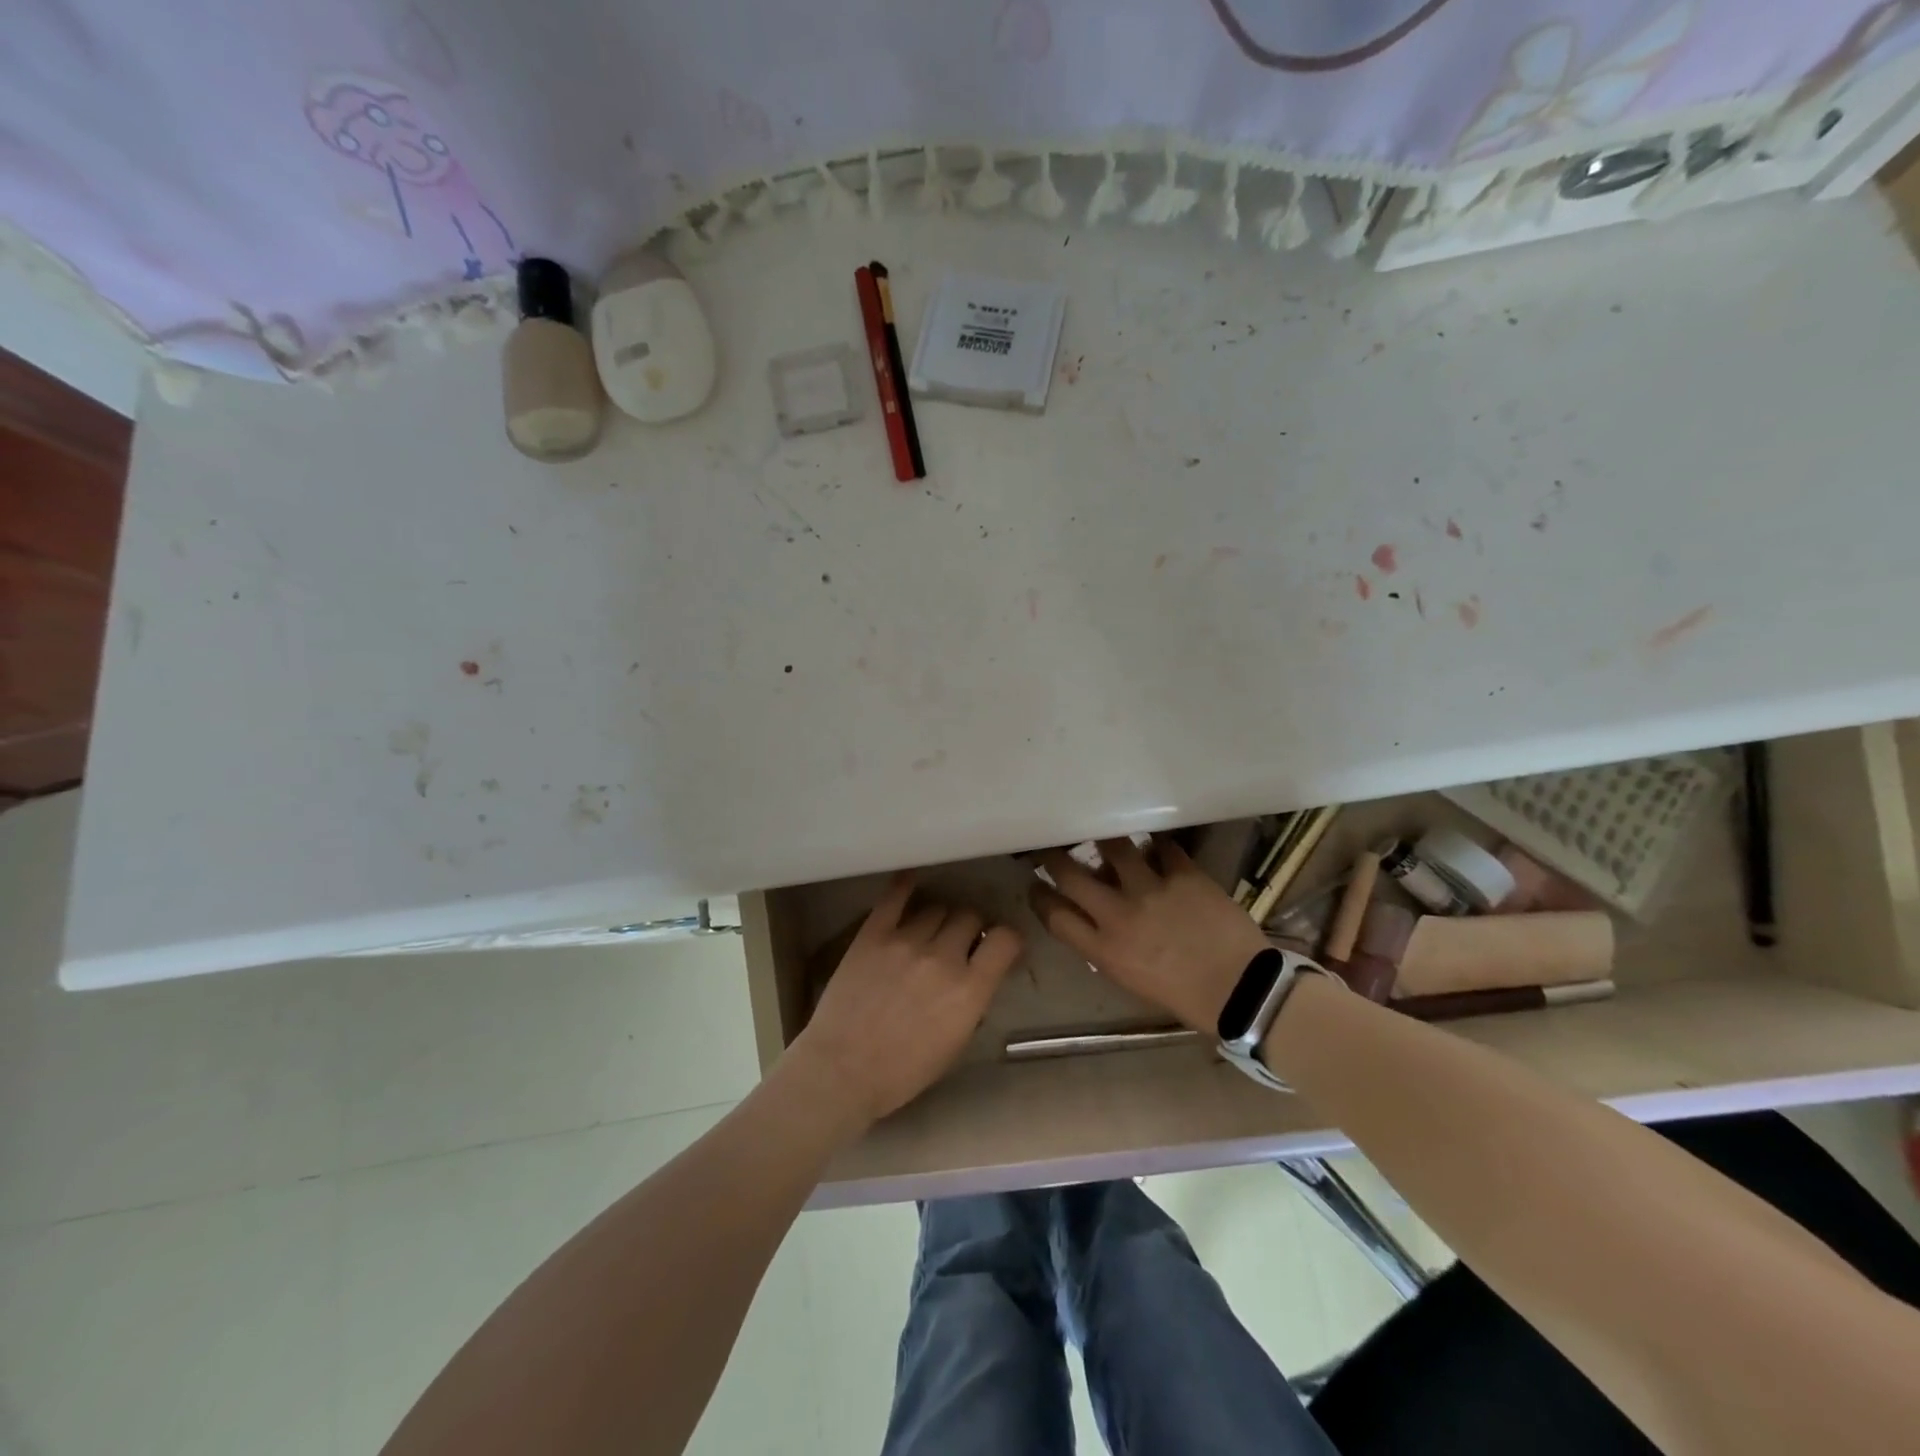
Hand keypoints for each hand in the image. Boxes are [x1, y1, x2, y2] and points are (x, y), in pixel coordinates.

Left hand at [789, 873, 1022, 1128]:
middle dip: (970, 927)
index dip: (1007, 939)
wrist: (841, 1071)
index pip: (1005, 939)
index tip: (1000, 946)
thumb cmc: (902, 1072)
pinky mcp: (872, 934)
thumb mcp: (955, 1045)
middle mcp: (942, 957)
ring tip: (930, 930)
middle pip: (969, 916)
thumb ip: (973, 1002)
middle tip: (959, 941)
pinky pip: (894, 897)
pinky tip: (910, 881)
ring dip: (940, 918)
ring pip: (936, 908)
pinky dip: (905, 885)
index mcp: (969, 990)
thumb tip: (978, 975)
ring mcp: (905, 941)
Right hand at [1030, 837, 1267, 1033]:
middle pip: (1071, 874)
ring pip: (1113, 848)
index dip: (1039, 895)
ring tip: (1104, 835)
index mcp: (1104, 950)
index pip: (1055, 915)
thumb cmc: (1183, 995)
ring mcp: (1152, 890)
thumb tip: (1094, 915)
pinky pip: (1161, 847)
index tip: (1036, 884)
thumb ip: (1105, 947)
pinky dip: (1156, 845)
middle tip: (1053, 846)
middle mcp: (1119, 915)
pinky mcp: (1184, 875)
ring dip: (1104, 840)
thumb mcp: (1129, 979)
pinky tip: (1155, 845)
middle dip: (1055, 856)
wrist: (1241, 991)